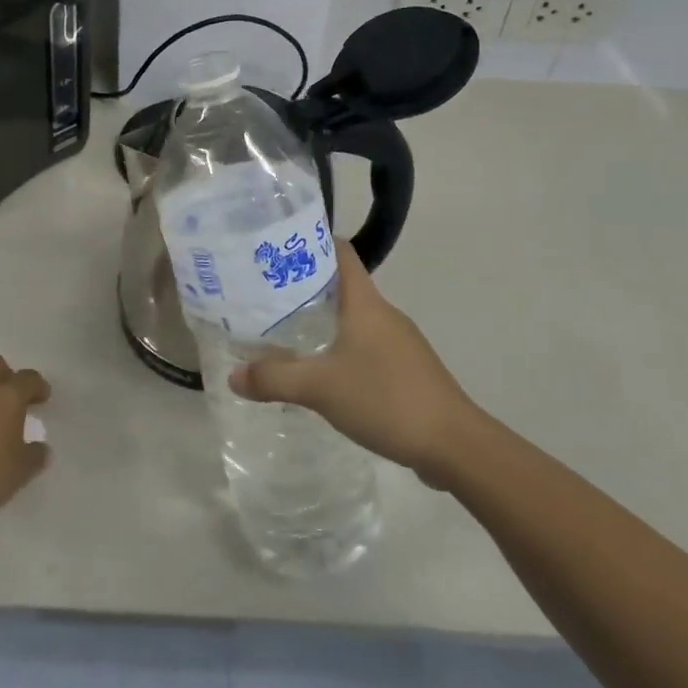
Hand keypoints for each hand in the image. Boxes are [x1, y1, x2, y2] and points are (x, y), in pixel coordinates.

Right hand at [229, 243, 475, 486]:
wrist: (454, 445)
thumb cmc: (386, 398)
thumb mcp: (320, 388)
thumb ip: (274, 379)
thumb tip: (233, 375)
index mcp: (365, 303)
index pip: (340, 252)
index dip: (310, 242)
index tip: (275, 248)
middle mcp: (383, 314)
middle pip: (341, 285)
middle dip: (303, 286)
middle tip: (263, 293)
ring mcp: (398, 342)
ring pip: (352, 318)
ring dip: (321, 320)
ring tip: (282, 330)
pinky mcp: (405, 369)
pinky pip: (364, 346)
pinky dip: (339, 348)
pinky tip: (319, 371)